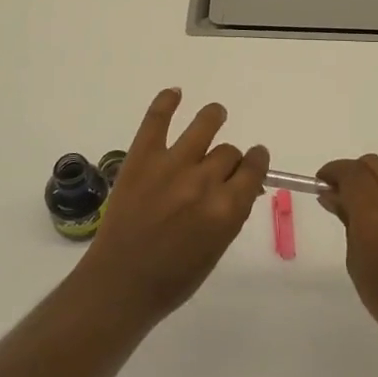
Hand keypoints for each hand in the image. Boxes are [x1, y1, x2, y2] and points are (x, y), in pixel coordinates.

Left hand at [77, 88, 268, 323]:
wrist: (120, 283)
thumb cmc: (174, 277)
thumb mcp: (217, 247)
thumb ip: (233, 212)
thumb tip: (246, 185)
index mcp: (227, 209)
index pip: (254, 168)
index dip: (257, 161)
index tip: (254, 159)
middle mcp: (204, 181)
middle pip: (229, 151)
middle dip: (229, 158)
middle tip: (219, 166)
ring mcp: (171, 165)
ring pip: (205, 125)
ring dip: (214, 117)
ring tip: (215, 114)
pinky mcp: (141, 158)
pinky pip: (157, 120)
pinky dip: (166, 102)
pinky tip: (175, 93)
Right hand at [316, 155, 377, 358]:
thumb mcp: (357, 261)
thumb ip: (346, 221)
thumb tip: (333, 196)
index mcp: (375, 209)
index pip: (350, 172)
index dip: (332, 172)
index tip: (321, 184)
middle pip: (372, 164)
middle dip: (353, 173)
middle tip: (341, 195)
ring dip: (375, 182)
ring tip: (367, 211)